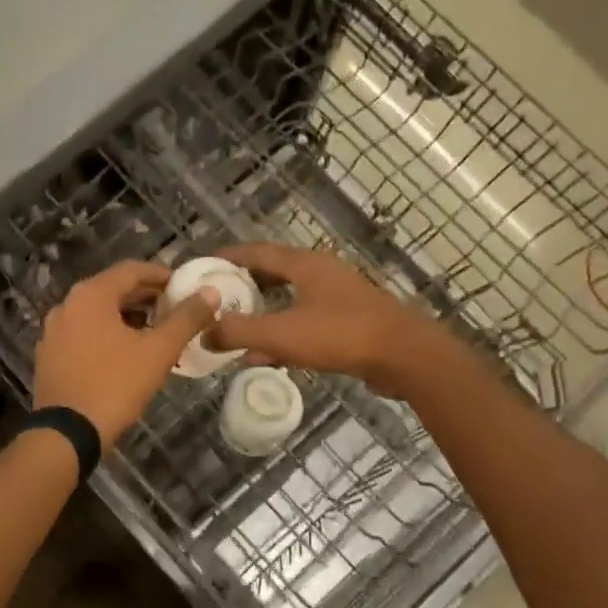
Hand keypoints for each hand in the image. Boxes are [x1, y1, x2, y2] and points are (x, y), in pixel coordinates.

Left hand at [34, 261, 221, 448]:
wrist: (67, 434)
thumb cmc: (115, 385)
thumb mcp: (158, 351)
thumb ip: (186, 318)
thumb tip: (211, 292)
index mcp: (91, 295)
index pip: (132, 270)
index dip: (162, 275)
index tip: (184, 287)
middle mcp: (67, 305)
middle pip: (113, 290)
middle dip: (147, 298)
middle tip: (176, 310)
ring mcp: (54, 331)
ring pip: (98, 313)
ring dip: (129, 318)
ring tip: (158, 333)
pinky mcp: (50, 355)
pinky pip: (84, 333)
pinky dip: (108, 334)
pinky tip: (128, 354)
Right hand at [205, 243, 452, 398]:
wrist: (404, 356)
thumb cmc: (340, 334)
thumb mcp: (281, 333)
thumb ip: (239, 332)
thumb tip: (204, 334)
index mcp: (304, 264)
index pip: (257, 251)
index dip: (228, 256)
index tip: (203, 264)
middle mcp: (321, 272)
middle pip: (273, 271)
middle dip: (243, 283)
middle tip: (216, 296)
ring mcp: (338, 296)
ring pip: (289, 298)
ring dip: (262, 310)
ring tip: (235, 324)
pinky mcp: (349, 321)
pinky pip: (304, 320)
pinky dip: (282, 331)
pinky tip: (266, 354)